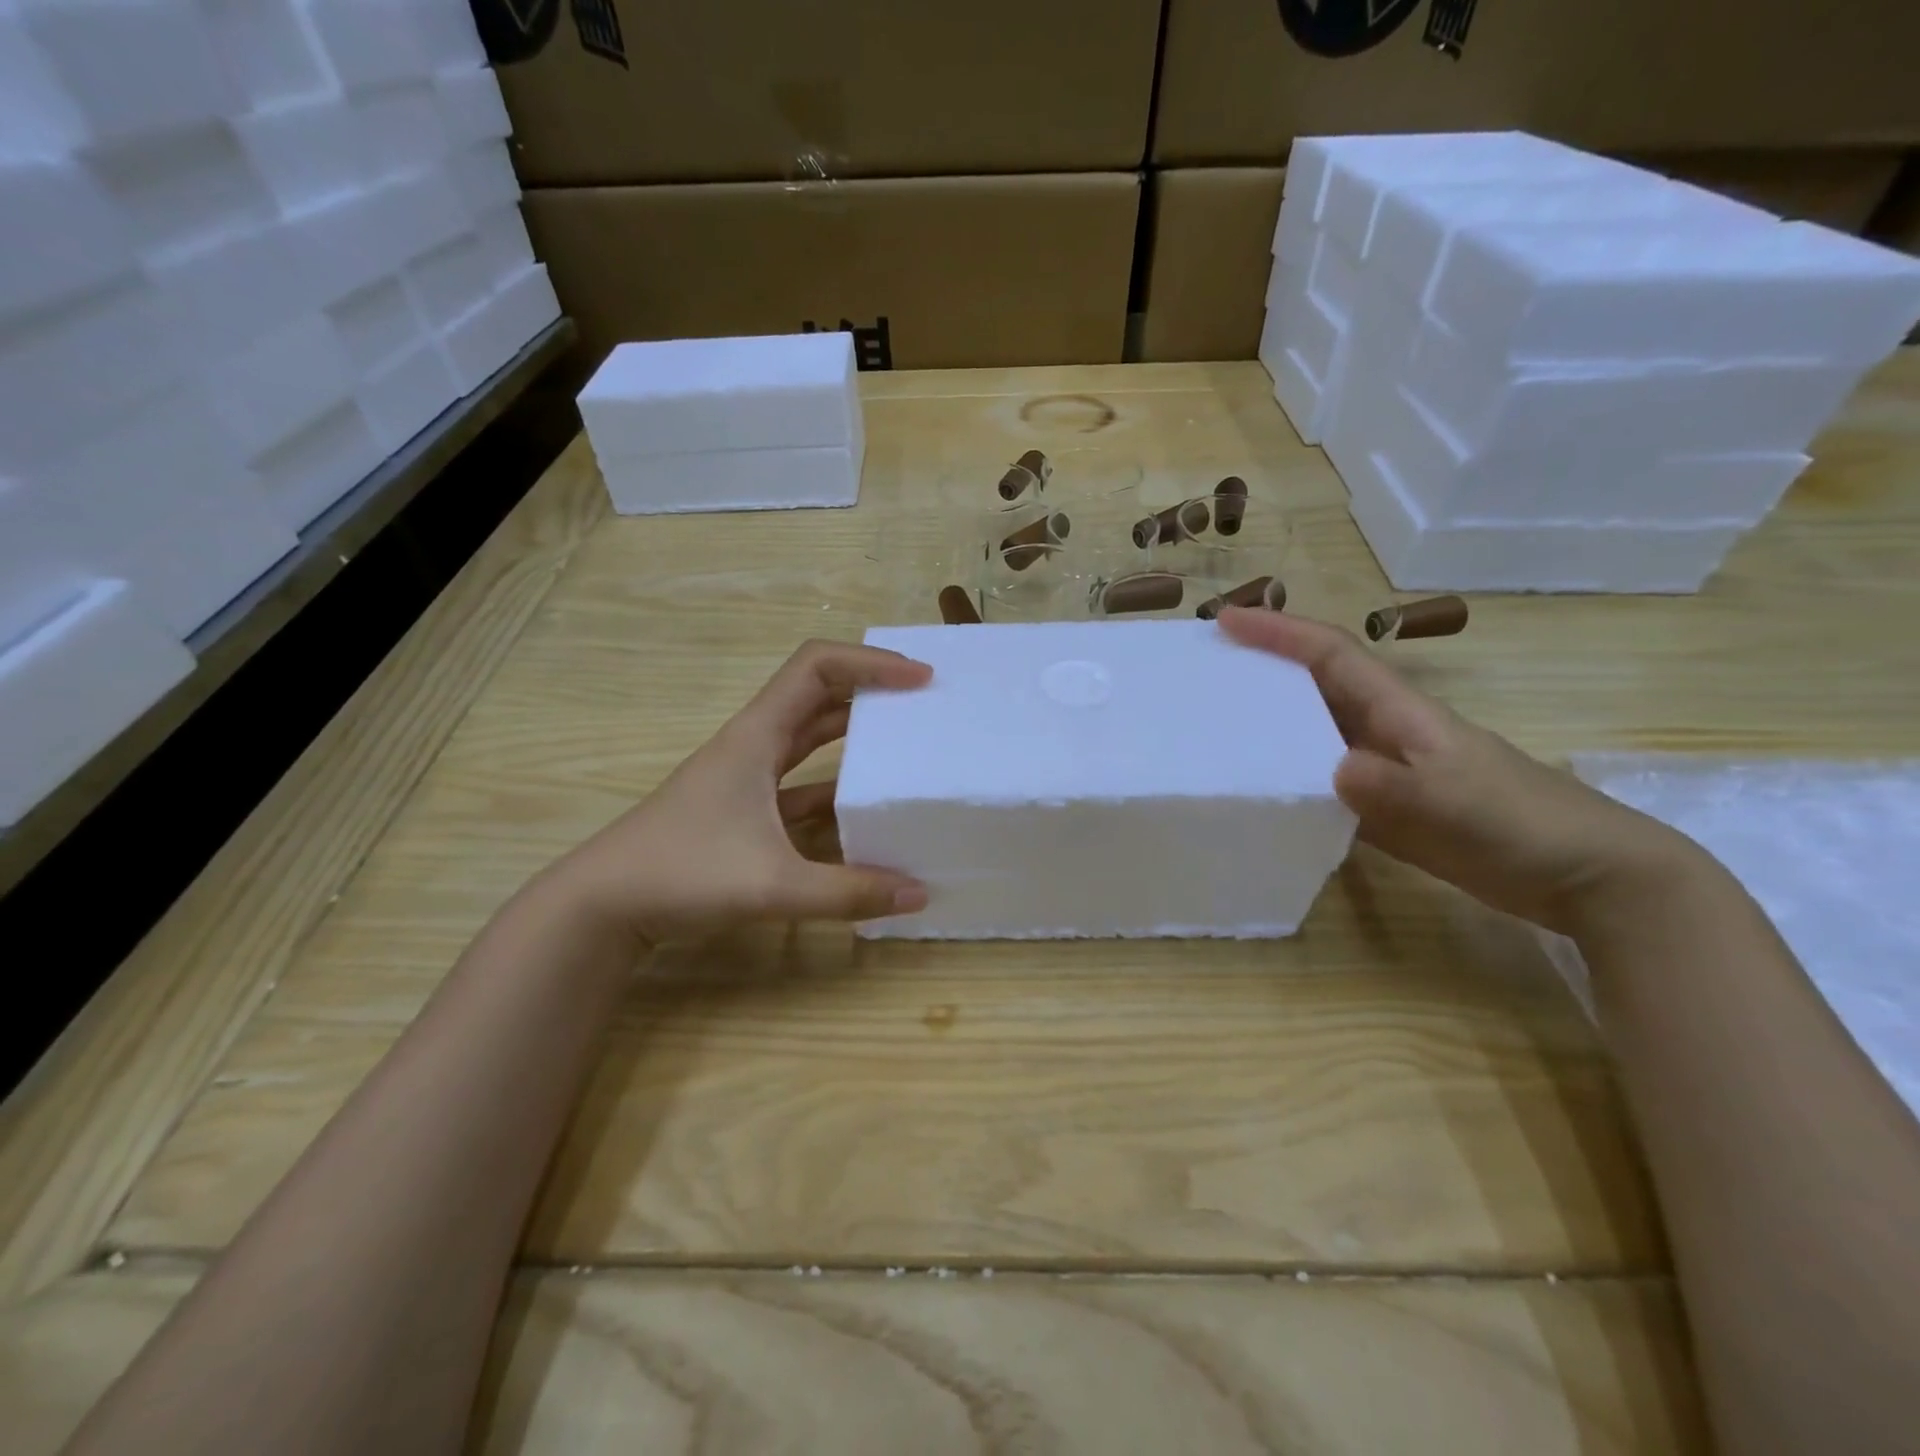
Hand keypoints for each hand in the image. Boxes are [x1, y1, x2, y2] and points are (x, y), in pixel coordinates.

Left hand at [545, 639, 932, 948]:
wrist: (601, 905)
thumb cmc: (680, 873)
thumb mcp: (771, 885)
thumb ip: (848, 892)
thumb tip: (918, 896)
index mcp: (757, 735)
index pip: (816, 667)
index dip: (869, 662)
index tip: (918, 680)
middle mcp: (753, 744)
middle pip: (818, 693)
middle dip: (870, 690)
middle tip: (922, 705)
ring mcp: (746, 777)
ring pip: (809, 737)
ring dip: (853, 733)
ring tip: (904, 743)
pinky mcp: (744, 809)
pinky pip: (800, 782)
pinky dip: (834, 785)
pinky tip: (863, 809)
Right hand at [1219, 608, 1694, 932]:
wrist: (1587, 877)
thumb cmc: (1525, 823)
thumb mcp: (1457, 803)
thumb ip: (1394, 788)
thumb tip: (1330, 770)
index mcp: (1401, 712)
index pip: (1332, 656)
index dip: (1280, 634)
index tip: (1227, 621)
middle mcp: (1384, 732)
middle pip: (1314, 687)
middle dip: (1262, 669)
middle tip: (1205, 672)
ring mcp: (1384, 772)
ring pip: (1313, 734)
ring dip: (1269, 724)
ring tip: (1214, 726)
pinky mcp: (1384, 810)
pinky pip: (1322, 783)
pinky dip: (1288, 778)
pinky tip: (1258, 792)